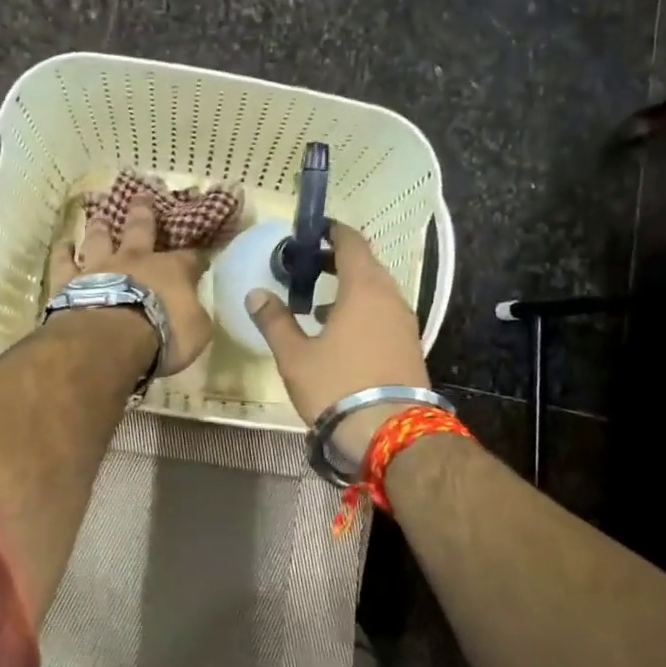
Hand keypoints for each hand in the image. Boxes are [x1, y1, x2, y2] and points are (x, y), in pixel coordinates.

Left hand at [45, 193, 214, 376]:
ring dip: (100, 226)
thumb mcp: (196, 330)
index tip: (200, 256)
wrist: (111, 338)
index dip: (196, 257)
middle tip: (142, 196)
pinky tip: (63, 244)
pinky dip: (63, 252)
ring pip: (99, 238)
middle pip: (141, 228)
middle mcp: (136, 259)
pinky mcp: (70, 281)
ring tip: (98, 215)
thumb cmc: (162, 335)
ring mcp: (100, 267)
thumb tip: (193, 308)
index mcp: (172, 270)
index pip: (190, 259)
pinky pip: (63, 261)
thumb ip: (195, 315)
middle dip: (143, 212)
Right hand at [244, 222, 430, 466]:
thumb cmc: (337, 386)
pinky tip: (340, 334)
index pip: (351, 243)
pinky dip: (362, 311)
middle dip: (336, 261)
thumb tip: (256, 294)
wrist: (391, 434)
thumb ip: (275, 321)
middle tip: (305, 268)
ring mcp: (404, 322)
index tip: (311, 232)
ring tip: (316, 305)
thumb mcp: (295, 356)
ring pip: (376, 291)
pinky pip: (384, 314)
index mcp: (363, 288)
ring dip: (348, 289)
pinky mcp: (409, 346)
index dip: (331, 232)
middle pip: (365, 265)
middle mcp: (390, 297)